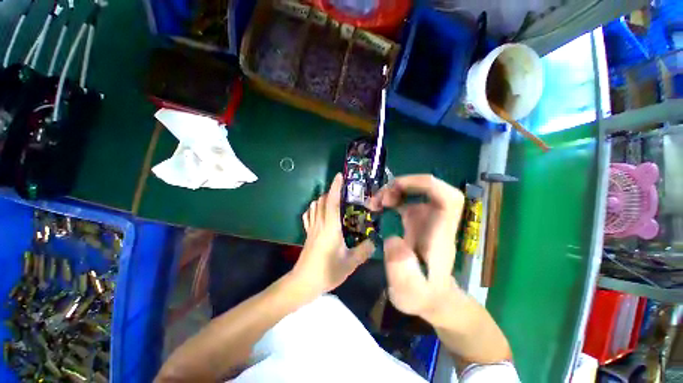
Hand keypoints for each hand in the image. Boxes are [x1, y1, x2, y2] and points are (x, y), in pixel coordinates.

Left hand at [289, 173, 374, 295]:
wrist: (303, 283)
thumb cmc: (327, 271)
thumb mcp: (350, 263)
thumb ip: (364, 251)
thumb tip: (374, 241)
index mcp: (330, 227)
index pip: (331, 201)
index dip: (335, 187)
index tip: (340, 176)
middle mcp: (319, 223)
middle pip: (322, 200)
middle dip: (331, 191)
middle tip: (344, 191)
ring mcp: (311, 228)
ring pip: (314, 206)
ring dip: (323, 199)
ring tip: (334, 200)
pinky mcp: (307, 233)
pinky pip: (309, 215)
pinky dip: (314, 208)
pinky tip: (321, 212)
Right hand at [368, 175, 464, 320]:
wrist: (431, 296)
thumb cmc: (423, 296)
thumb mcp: (409, 293)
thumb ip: (401, 271)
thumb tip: (392, 239)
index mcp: (440, 232)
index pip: (448, 197)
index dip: (425, 184)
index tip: (397, 187)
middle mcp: (436, 220)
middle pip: (430, 187)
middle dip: (404, 185)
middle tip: (381, 198)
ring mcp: (427, 218)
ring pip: (414, 191)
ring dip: (393, 191)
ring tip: (375, 203)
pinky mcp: (417, 220)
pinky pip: (405, 200)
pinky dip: (391, 197)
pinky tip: (378, 207)